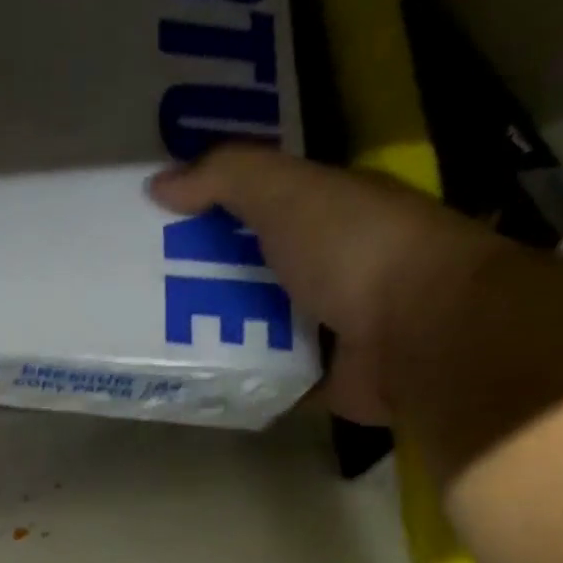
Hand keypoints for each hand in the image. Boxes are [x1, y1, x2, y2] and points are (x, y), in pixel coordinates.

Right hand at [150, 146, 501, 425]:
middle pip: (253, 273)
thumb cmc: (355, 250)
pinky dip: (240, 384)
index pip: (262, 208)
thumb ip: (226, 177)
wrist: (416, 334)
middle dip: (205, 282)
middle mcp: (329, 269)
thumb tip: (158, 184)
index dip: (214, 213)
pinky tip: (197, 385)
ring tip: (159, 344)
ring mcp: (327, 329)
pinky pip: (268, 381)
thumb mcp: (286, 192)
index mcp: (327, 214)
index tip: (162, 227)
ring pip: (258, 331)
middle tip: (147, 294)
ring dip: (217, 337)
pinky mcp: (320, 381)